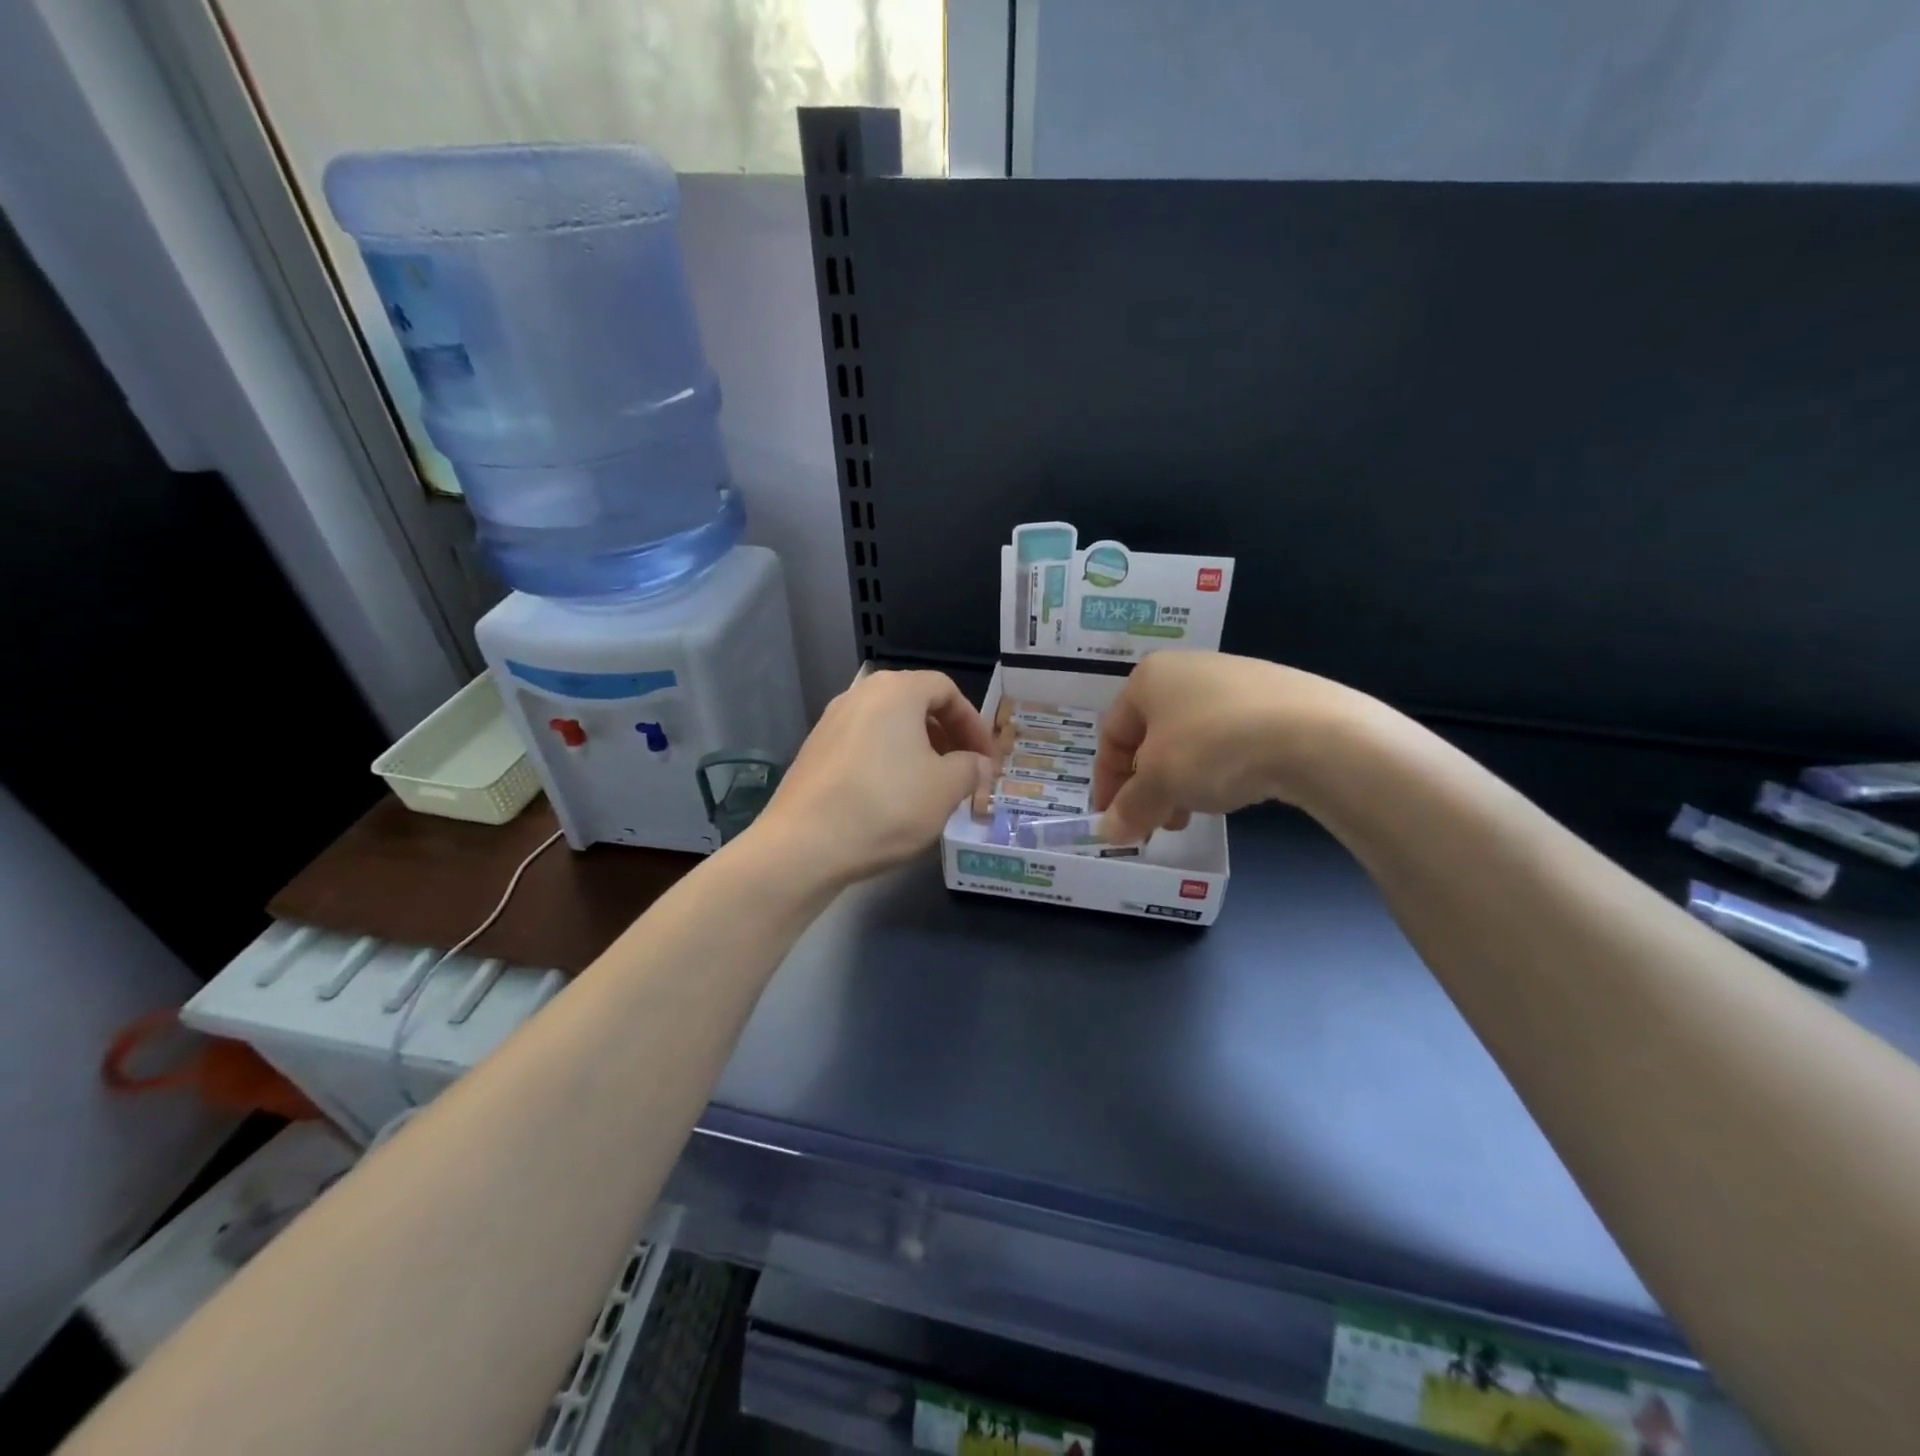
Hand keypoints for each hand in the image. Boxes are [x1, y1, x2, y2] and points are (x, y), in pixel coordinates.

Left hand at [752, 669, 990, 885]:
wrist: (804, 845)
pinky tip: (894, 797)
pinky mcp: (815, 751)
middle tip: (965, 770)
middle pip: (916, 703)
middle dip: (948, 736)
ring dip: (919, 750)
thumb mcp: (944, 789)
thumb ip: (970, 769)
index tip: (988, 759)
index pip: (947, 690)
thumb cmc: (886, 806)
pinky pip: (864, 745)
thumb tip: (978, 764)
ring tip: (934, 786)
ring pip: (889, 726)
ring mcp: (831, 722)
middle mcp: (860, 694)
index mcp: (896, 691)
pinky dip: (889, 760)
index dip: (974, 723)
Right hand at [1092, 652, 1358, 841]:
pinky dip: (1218, 767)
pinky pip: (1229, 736)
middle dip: (1147, 785)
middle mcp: (1188, 669)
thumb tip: (1108, 831)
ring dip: (1181, 781)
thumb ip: (1130, 808)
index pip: (1113, 733)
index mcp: (1150, 677)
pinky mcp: (1276, 697)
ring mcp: (1236, 680)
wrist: (1316, 735)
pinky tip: (1233, 791)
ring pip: (1190, 739)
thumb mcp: (1161, 783)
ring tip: (1192, 814)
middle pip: (1152, 737)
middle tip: (1154, 822)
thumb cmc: (1214, 747)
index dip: (1107, 780)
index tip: (1113, 818)